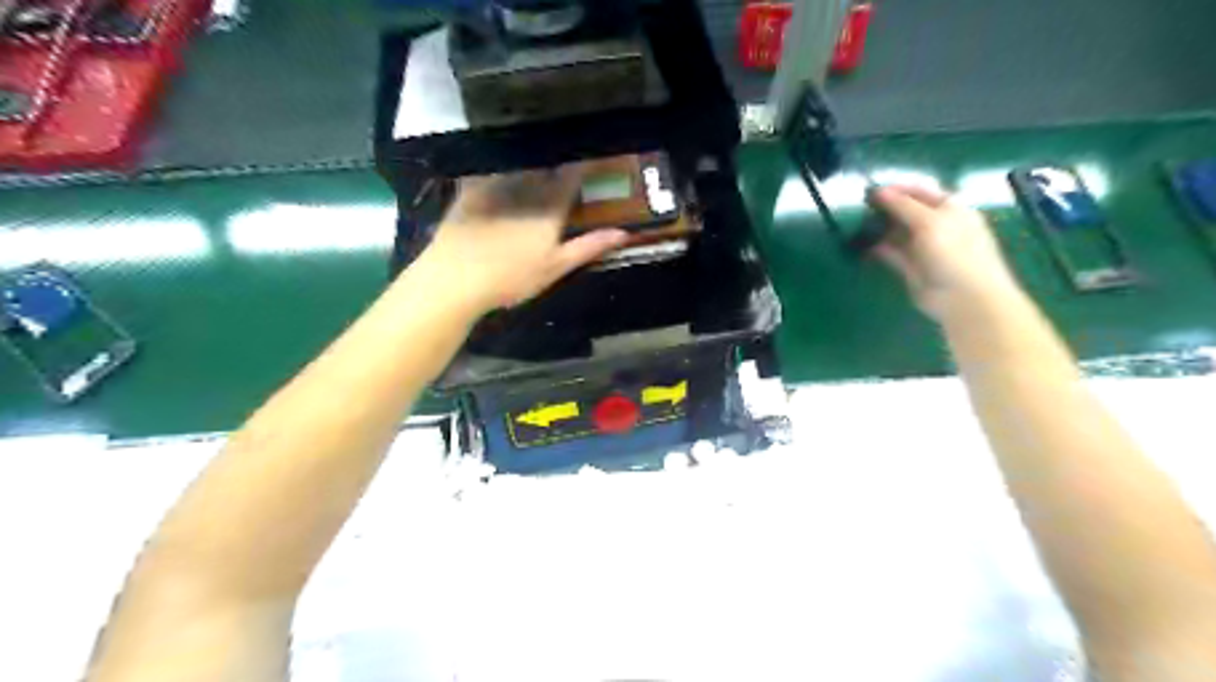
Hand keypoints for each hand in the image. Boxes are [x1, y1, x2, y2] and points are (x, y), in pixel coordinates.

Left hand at [415, 164, 625, 314]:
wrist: (456, 279)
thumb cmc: (511, 278)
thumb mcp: (555, 268)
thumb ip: (588, 247)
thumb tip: (623, 233)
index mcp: (550, 208)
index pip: (573, 176)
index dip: (586, 163)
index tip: (596, 156)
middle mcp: (526, 188)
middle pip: (547, 166)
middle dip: (559, 160)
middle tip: (566, 160)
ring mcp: (496, 185)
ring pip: (520, 163)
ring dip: (532, 158)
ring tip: (539, 157)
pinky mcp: (471, 188)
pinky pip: (490, 167)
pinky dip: (501, 163)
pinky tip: (503, 165)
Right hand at [869, 183, 1017, 321]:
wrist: (964, 297)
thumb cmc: (954, 252)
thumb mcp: (930, 222)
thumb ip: (903, 205)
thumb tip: (879, 191)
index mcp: (949, 208)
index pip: (920, 191)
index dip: (897, 189)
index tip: (870, 191)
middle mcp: (936, 225)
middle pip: (907, 211)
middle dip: (885, 208)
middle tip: (860, 207)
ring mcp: (923, 247)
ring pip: (897, 232)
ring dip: (880, 227)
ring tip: (857, 224)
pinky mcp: (910, 267)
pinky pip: (891, 253)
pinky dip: (878, 248)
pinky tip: (863, 243)